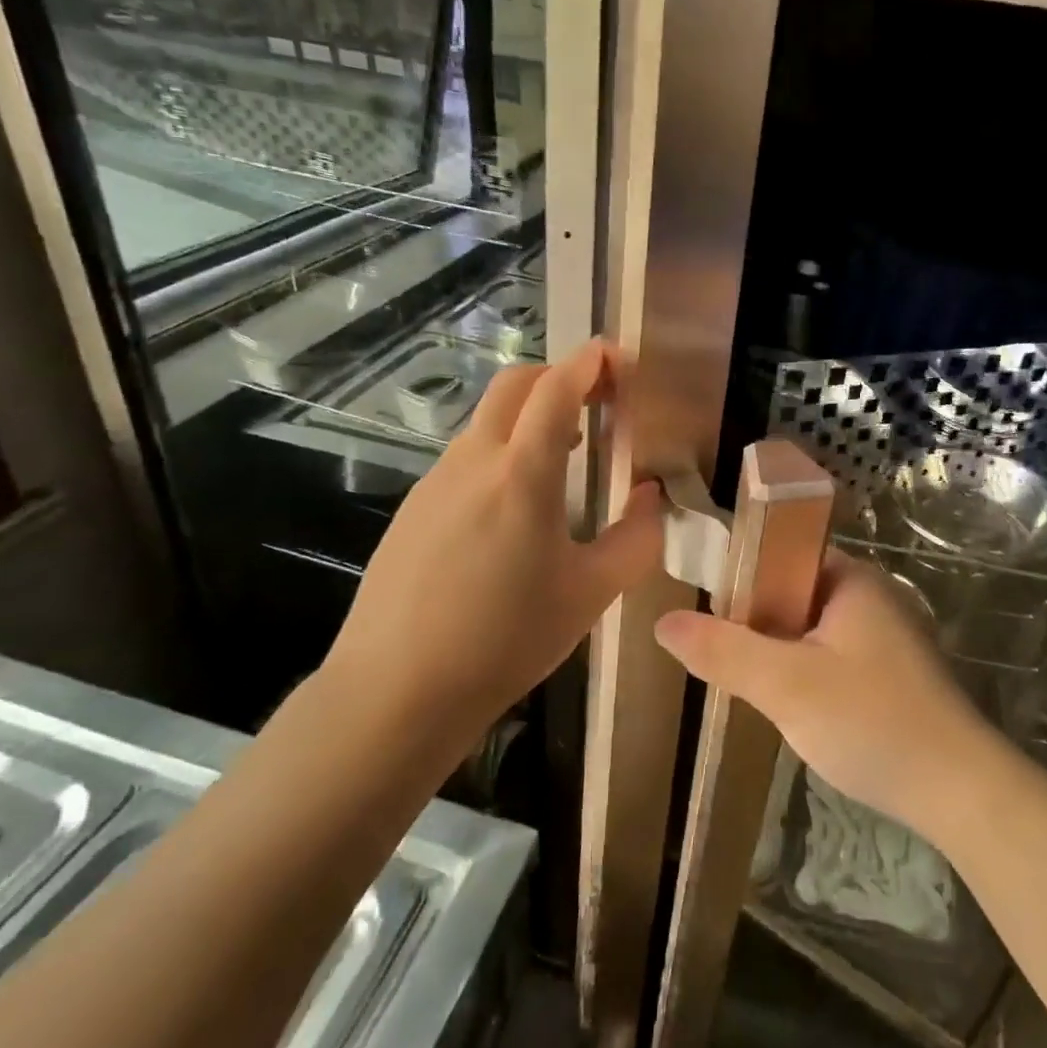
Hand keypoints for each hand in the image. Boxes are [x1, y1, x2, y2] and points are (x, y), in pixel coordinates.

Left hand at [325, 339, 663, 756]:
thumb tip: (650, 497)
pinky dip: (501, 455)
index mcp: (522, 472)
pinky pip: (465, 460)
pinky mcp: (412, 509)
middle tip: (597, 401)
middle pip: (514, 385)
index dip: (590, 361)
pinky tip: (514, 510)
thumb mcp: (591, 592)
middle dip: (558, 376)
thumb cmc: (506, 638)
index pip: (557, 387)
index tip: (618, 357)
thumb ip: (636, 537)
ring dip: (529, 419)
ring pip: (487, 422)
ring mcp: (434, 482)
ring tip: (566, 459)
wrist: (395, 690)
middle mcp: (473, 460)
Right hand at [653, 553, 1002, 837]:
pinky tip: (791, 708)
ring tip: (746, 684)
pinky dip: (805, 674)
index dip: (740, 577)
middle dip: (756, 622)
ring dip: (779, 653)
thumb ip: (723, 651)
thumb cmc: (871, 721)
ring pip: (811, 630)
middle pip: (793, 593)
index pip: (782, 553)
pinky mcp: (893, 674)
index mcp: (852, 578)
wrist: (961, 792)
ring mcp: (887, 636)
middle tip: (720, 656)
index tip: (707, 612)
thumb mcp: (785, 685)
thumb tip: (664, 622)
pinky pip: (832, 657)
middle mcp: (872, 596)